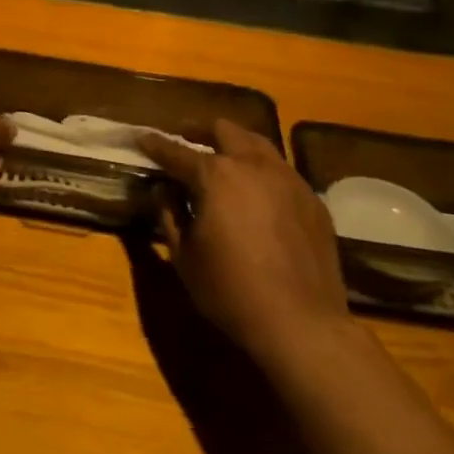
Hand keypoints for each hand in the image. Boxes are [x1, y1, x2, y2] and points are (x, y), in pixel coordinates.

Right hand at [139, 119, 349, 361]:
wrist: (301, 323)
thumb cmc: (230, 290)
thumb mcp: (184, 255)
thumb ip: (169, 214)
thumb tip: (162, 189)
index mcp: (216, 176)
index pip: (176, 152)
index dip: (155, 144)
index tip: (141, 136)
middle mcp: (253, 165)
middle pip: (224, 131)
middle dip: (200, 129)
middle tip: (185, 135)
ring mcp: (289, 179)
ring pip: (258, 143)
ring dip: (235, 143)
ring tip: (222, 154)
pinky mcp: (312, 199)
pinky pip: (282, 170)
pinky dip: (261, 169)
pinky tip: (256, 189)